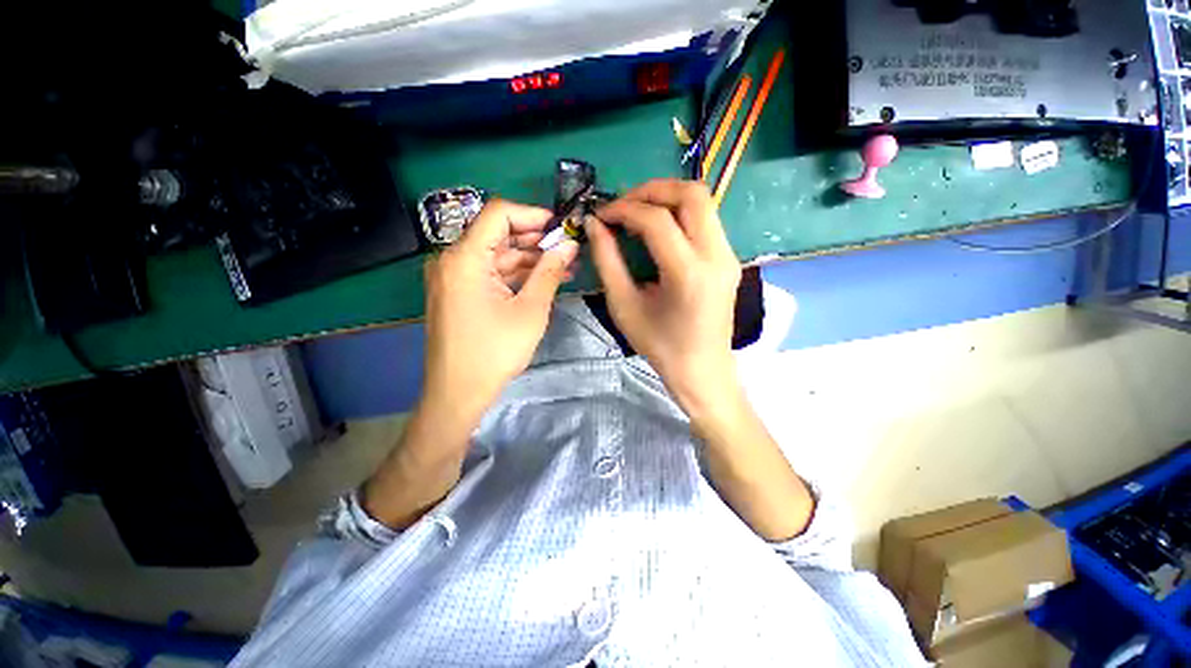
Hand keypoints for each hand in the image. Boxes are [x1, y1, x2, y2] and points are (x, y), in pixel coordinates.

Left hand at [422, 200, 578, 419]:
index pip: (498, 214)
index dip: (533, 215)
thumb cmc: (495, 351)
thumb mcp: (531, 310)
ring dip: (530, 259)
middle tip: (569, 249)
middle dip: (537, 239)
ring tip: (566, 266)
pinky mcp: (460, 293)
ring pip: (497, 255)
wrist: (459, 393)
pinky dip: (516, 275)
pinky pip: (491, 274)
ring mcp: (454, 277)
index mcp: (464, 257)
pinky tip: (544, 280)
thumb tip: (569, 245)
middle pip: (498, 234)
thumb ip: (550, 272)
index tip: (561, 227)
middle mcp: (453, 260)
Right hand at [586, 179, 741, 419]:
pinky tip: (657, 228)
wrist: (702, 369)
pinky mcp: (729, 259)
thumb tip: (595, 224)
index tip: (601, 215)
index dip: (624, 209)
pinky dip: (679, 213)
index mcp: (689, 274)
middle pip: (691, 194)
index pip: (657, 220)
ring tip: (637, 212)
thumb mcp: (624, 306)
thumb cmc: (659, 345)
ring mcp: (728, 256)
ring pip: (703, 201)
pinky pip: (706, 219)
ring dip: (667, 198)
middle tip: (623, 205)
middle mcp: (716, 257)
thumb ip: (607, 261)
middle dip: (651, 190)